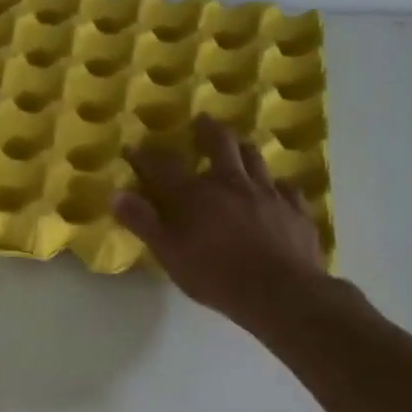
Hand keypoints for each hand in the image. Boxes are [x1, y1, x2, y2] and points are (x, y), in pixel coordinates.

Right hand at [114, 115, 329, 327]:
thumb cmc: (215, 275)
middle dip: (208, 131)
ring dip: (243, 149)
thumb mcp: (169, 253)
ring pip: (255, 159)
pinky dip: (278, 186)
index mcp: (194, 194)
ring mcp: (268, 193)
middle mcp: (231, 183)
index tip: (133, 148)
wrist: (279, 292)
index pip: (163, 166)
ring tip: (239, 145)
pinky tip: (277, 190)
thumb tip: (116, 194)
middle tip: (202, 120)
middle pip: (220, 145)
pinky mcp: (295, 210)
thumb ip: (143, 222)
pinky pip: (287, 189)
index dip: (146, 156)